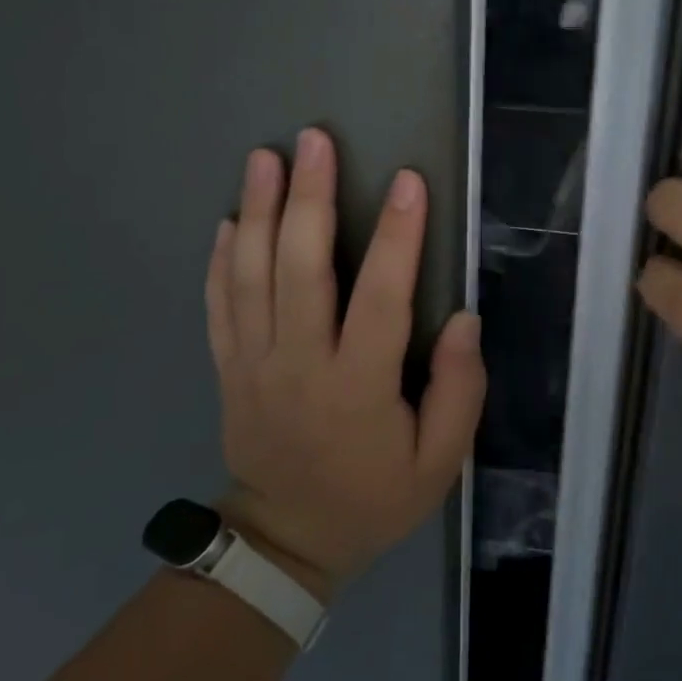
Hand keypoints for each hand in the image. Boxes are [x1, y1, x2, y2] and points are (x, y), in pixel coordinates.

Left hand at [206, 128, 485, 599]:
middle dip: (309, 199)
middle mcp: (299, 363)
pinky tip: (229, 219)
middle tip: (314, 141)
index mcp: (357, 387)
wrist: (287, 540)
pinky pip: (218, 304)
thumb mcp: (438, 464)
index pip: (381, 299)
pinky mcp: (228, 367)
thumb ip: (459, 391)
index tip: (409, 181)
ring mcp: (253, 363)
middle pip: (299, 269)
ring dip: (257, 211)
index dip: (399, 238)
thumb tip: (463, 320)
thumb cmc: (372, 498)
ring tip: (264, 158)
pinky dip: (220, 258)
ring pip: (250, 275)